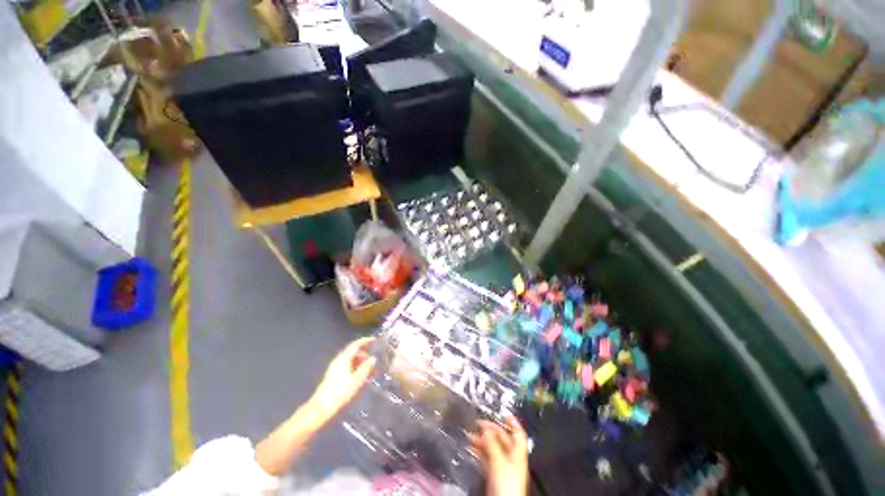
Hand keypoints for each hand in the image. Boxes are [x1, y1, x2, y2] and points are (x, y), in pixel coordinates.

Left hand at [308, 337, 376, 419]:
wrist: (321, 408)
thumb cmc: (340, 392)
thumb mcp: (357, 380)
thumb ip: (366, 368)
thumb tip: (373, 359)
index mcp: (343, 358)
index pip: (355, 345)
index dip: (365, 341)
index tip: (374, 340)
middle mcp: (338, 361)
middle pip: (353, 353)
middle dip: (364, 355)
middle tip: (373, 360)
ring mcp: (335, 369)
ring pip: (350, 361)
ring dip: (360, 363)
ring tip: (370, 371)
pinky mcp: (333, 377)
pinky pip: (347, 368)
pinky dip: (355, 369)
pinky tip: (361, 378)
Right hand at [468, 416, 528, 495]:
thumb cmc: (507, 484)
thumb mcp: (499, 460)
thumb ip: (492, 443)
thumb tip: (485, 429)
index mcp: (517, 454)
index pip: (518, 433)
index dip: (512, 422)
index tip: (504, 414)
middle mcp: (511, 459)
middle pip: (503, 440)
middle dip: (491, 430)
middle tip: (479, 423)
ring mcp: (503, 468)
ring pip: (493, 449)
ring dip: (482, 441)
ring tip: (470, 435)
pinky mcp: (494, 477)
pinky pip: (487, 460)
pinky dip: (480, 452)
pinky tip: (472, 449)